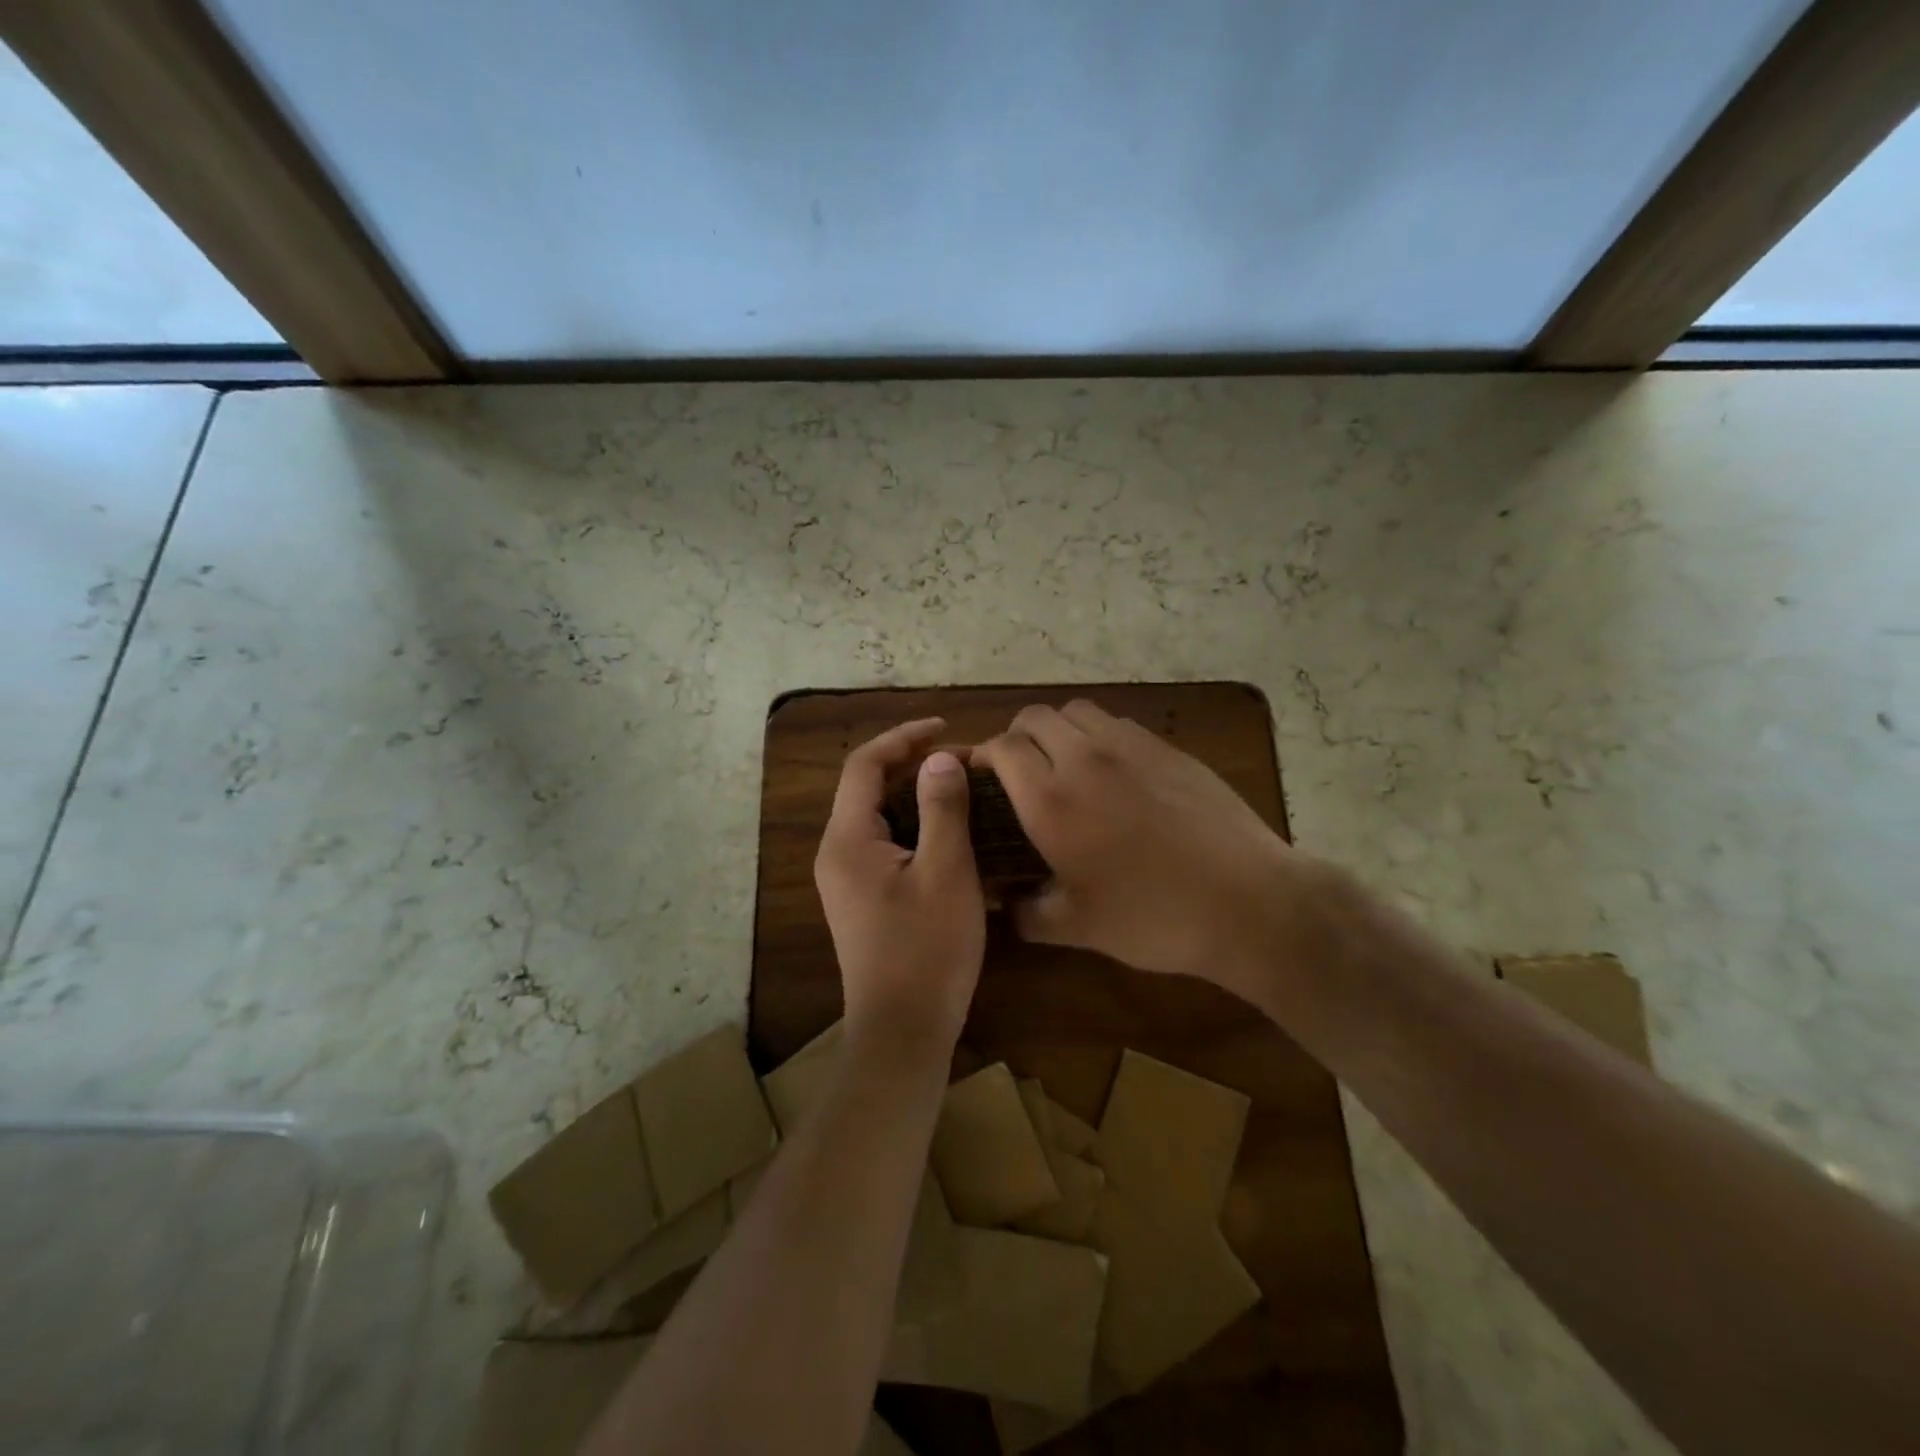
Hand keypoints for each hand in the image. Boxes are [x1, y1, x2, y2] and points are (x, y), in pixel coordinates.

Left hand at [815, 718, 985, 1057]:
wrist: (903, 1032)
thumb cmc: (927, 950)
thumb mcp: (946, 873)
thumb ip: (942, 809)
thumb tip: (939, 758)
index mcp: (848, 839)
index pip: (863, 764)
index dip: (902, 736)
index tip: (945, 726)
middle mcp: (837, 852)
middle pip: (867, 787)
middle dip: (912, 764)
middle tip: (963, 760)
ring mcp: (847, 878)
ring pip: (878, 816)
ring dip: (915, 794)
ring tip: (961, 786)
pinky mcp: (862, 897)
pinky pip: (885, 843)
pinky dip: (914, 824)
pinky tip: (950, 831)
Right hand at [973, 700, 1313, 998]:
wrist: (1246, 900)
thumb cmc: (1153, 917)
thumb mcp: (1078, 928)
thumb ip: (1028, 913)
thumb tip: (1006, 905)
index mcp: (1051, 800)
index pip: (1001, 747)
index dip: (984, 755)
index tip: (982, 777)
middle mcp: (1085, 759)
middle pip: (1035, 717)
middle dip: (1017, 737)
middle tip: (1021, 772)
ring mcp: (1131, 747)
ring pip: (1077, 711)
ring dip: (1059, 729)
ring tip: (1067, 764)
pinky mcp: (1168, 748)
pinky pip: (1118, 724)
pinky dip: (1100, 736)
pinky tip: (1116, 773)